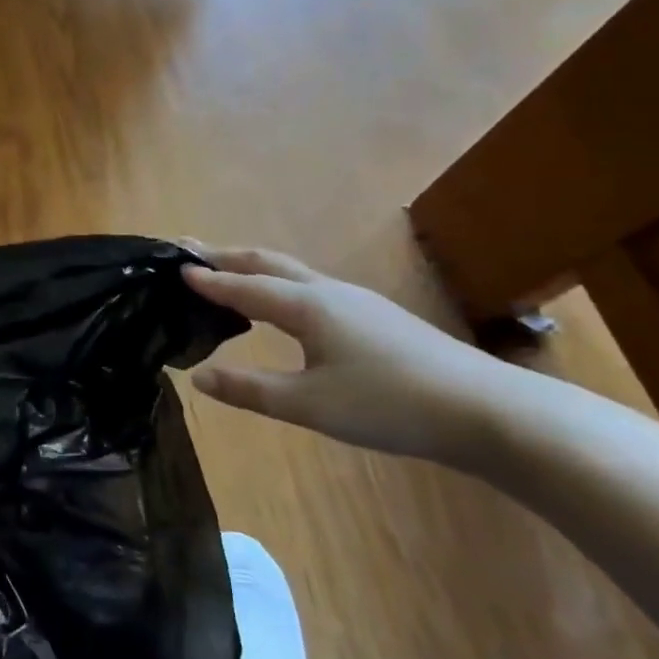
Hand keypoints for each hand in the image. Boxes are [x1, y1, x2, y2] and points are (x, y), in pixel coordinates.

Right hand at [182, 246, 520, 468]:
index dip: (208, 279)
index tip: (174, 267)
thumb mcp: (310, 405)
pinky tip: (284, 306)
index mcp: (306, 306)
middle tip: (189, 249)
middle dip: (226, 255)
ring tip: (228, 271)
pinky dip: (279, 283)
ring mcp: (356, 300)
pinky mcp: (375, 316)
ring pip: (292, 271)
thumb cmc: (388, 404)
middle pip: (266, 262)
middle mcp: (327, 292)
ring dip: (253, 267)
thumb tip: (198, 377)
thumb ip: (251, 390)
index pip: (243, 286)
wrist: (484, 409)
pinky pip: (310, 286)